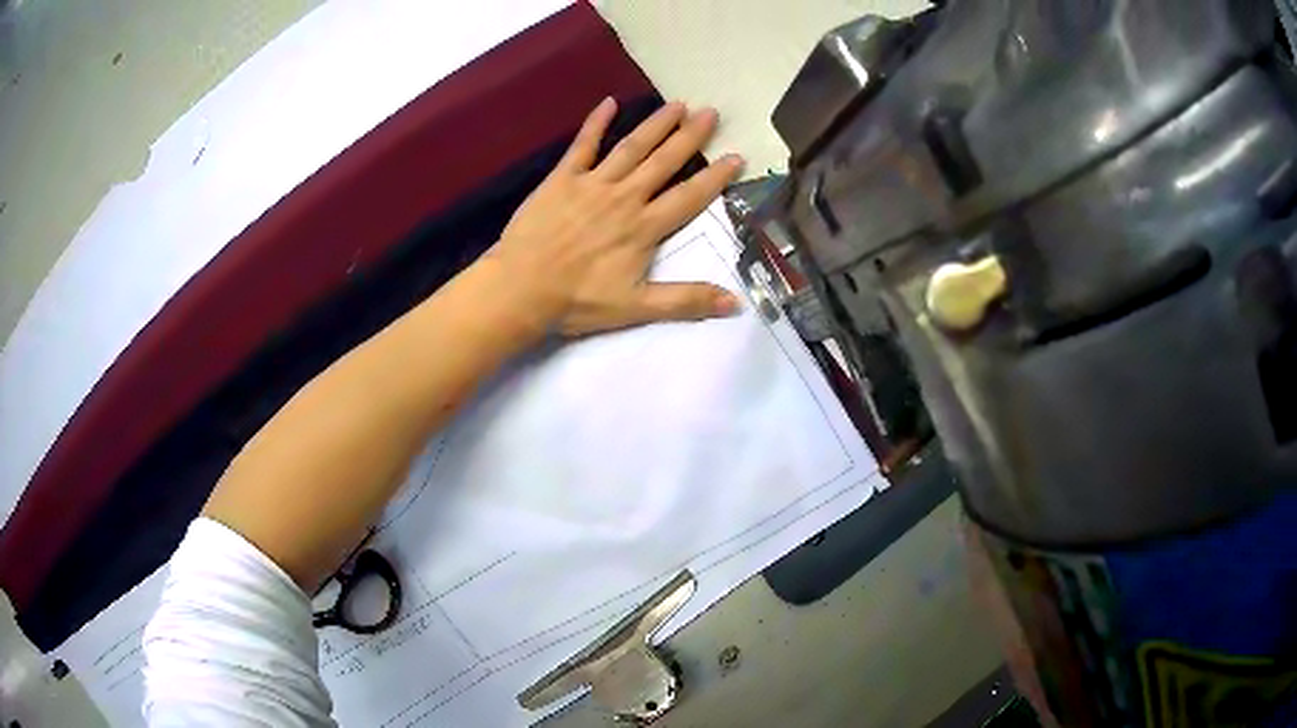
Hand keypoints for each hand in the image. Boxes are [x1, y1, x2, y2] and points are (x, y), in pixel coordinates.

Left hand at [485, 97, 744, 336]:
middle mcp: (625, 197)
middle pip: (664, 162)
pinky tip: (608, 102)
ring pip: (631, 147)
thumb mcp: (636, 308)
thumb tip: (735, 302)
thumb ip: (686, 301)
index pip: (689, 197)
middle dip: (690, 137)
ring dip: (656, 124)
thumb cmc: (577, 301)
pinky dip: (595, 122)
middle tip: (711, 113)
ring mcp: (593, 184)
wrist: (520, 289)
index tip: (737, 156)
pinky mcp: (563, 178)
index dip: (716, 177)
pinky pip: (582, 145)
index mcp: (645, 228)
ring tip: (677, 104)